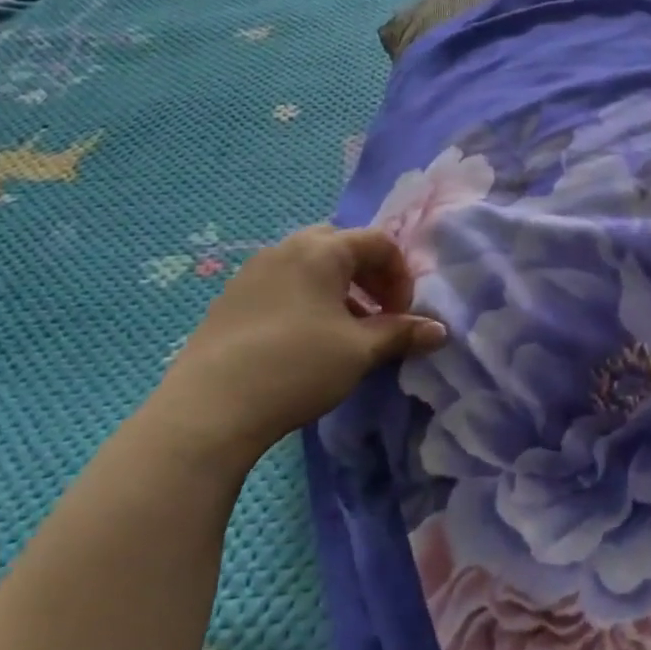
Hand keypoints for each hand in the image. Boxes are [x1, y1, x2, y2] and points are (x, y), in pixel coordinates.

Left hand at [148, 226, 446, 464]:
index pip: (378, 242)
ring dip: (338, 289)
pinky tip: (305, 341)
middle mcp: (285, 248)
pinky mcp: (231, 299)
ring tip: (345, 331)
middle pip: (340, 245)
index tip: (403, 315)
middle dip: (368, 275)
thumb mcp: (360, 350)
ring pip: (309, 266)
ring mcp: (252, 271)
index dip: (401, 276)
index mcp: (322, 250)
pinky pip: (282, 284)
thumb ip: (402, 333)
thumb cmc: (298, 366)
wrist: (211, 406)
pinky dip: (307, 300)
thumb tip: (439, 331)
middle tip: (378, 313)